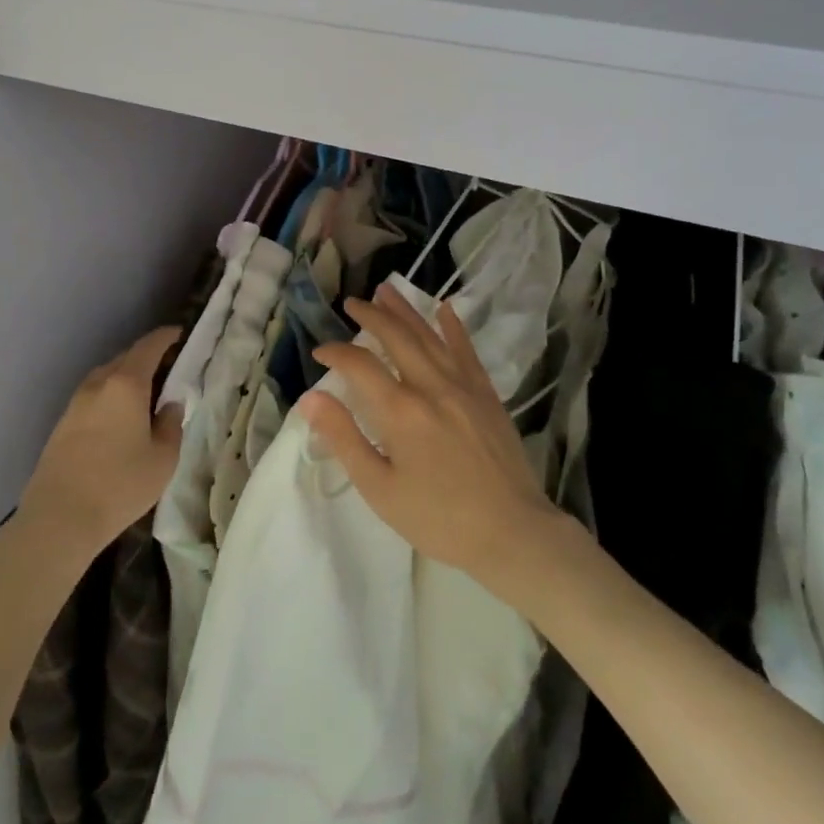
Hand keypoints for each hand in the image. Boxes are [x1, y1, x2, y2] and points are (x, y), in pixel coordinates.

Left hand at [18, 326, 183, 559]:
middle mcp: (98, 384)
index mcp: (126, 384)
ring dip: (126, 378)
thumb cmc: (120, 485)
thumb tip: (170, 406)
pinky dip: (110, 396)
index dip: (166, 337)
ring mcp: (76, 404)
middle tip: (168, 369)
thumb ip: (171, 425)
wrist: (58, 519)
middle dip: (147, 357)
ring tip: (145, 394)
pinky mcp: (62, 424)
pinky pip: (93, 397)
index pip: (149, 346)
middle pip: (126, 358)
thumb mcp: (163, 458)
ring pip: (106, 377)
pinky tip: (119, 418)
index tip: (180, 335)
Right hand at [303, 284, 561, 586]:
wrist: (512, 533)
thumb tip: (311, 399)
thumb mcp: (380, 489)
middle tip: (352, 303)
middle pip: (397, 337)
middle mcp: (432, 386)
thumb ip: (344, 439)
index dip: (336, 353)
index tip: (320, 352)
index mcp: (401, 411)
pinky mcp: (487, 394)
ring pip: (430, 336)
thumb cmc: (438, 518)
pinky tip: (445, 309)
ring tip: (386, 290)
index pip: (360, 366)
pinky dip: (454, 327)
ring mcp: (464, 386)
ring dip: (406, 311)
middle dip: (371, 316)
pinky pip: (466, 350)